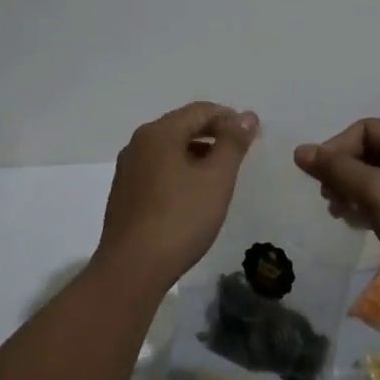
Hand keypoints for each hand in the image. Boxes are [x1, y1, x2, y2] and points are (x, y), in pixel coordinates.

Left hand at [96, 102, 257, 285]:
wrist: (132, 269)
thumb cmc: (180, 218)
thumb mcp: (216, 178)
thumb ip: (233, 143)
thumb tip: (247, 116)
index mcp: (158, 133)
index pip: (200, 111)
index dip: (230, 118)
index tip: (254, 136)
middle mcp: (138, 144)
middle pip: (183, 126)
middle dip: (214, 134)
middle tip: (242, 153)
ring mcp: (128, 170)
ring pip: (170, 149)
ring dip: (198, 153)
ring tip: (222, 174)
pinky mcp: (125, 194)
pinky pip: (159, 169)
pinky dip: (181, 171)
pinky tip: (195, 194)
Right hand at [293, 117, 379, 284]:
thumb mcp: (376, 192)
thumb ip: (337, 169)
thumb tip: (300, 151)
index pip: (365, 129)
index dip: (337, 150)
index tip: (318, 178)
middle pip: (368, 150)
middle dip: (344, 173)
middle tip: (328, 199)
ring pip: (374, 174)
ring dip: (351, 190)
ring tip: (339, 212)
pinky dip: (366, 204)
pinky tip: (355, 222)